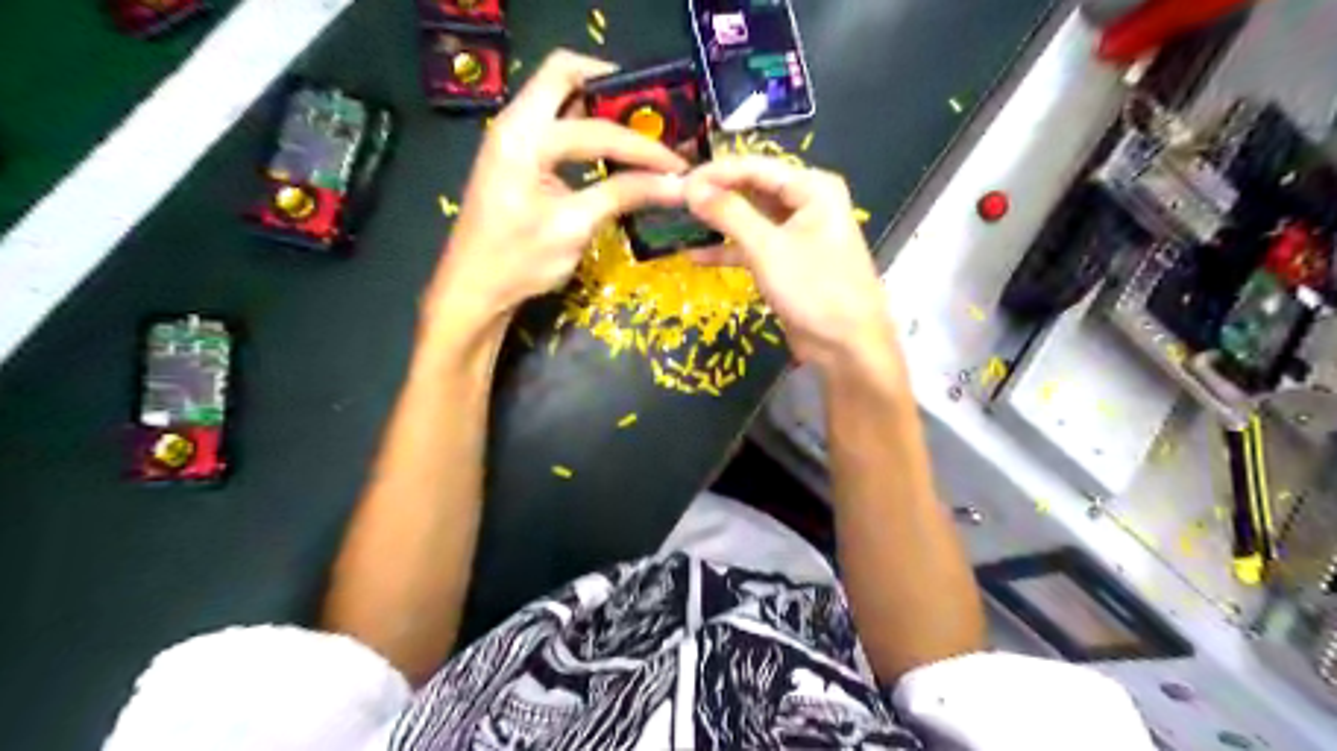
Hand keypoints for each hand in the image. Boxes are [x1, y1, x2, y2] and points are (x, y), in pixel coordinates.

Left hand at [429, 46, 694, 326]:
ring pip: (559, 96)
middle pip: (564, 74)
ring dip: (599, 106)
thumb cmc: (518, 261)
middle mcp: (515, 124)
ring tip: (640, 132)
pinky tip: (611, 153)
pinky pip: (555, 124)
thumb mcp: (574, 227)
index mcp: (524, 137)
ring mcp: (512, 138)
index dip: (642, 146)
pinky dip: (586, 129)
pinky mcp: (517, 157)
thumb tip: (676, 185)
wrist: (473, 289)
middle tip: (651, 116)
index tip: (678, 163)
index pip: (596, 128)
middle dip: (612, 88)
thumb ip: (623, 195)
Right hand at [683, 156, 889, 370]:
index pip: (756, 167)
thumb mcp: (768, 248)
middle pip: (753, 189)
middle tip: (675, 200)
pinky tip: (695, 255)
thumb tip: (692, 188)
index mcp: (812, 188)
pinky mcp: (787, 261)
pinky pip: (753, 246)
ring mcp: (797, 233)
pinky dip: (728, 250)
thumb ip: (729, 214)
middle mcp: (807, 203)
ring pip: (751, 218)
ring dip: (719, 223)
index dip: (716, 173)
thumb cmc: (814, 289)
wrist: (846, 346)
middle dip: (716, 196)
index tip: (679, 182)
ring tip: (680, 223)